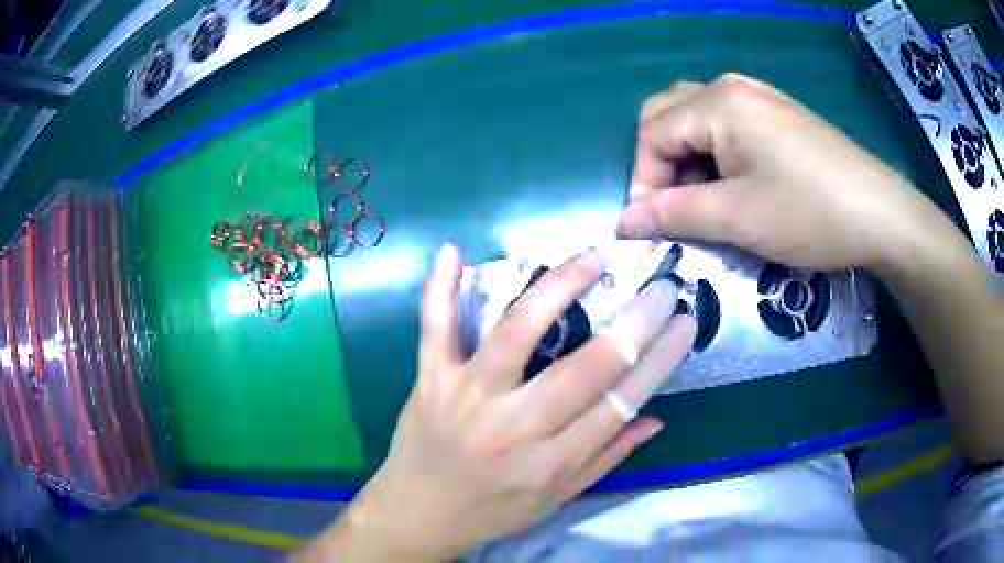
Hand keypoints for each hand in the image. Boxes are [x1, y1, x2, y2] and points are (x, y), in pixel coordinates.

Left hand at [305, 245, 695, 561]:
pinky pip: (435, 328)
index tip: (684, 323)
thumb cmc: (492, 510)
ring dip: (558, 289)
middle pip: (584, 368)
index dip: (658, 360)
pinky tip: (454, 252)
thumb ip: (607, 458)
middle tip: (661, 287)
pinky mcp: (430, 380)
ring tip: (592, 258)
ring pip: (516, 334)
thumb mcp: (557, 498)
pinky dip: (441, 289)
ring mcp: (466, 397)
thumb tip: (655, 418)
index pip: (618, 403)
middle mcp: (513, 427)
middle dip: (634, 324)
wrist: (417, 514)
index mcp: (551, 463)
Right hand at [619, 73, 951, 270]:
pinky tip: (738, 186)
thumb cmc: (809, 213)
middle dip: (662, 164)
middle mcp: (731, 87)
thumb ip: (674, 214)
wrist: (880, 213)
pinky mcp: (778, 115)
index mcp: (718, 102)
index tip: (653, 227)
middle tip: (678, 209)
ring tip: (709, 202)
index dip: (644, 181)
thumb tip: (625, 221)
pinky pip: (728, 125)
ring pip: (698, 120)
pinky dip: (718, 156)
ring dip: (690, 160)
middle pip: (669, 115)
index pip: (652, 133)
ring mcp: (758, 97)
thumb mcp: (737, 218)